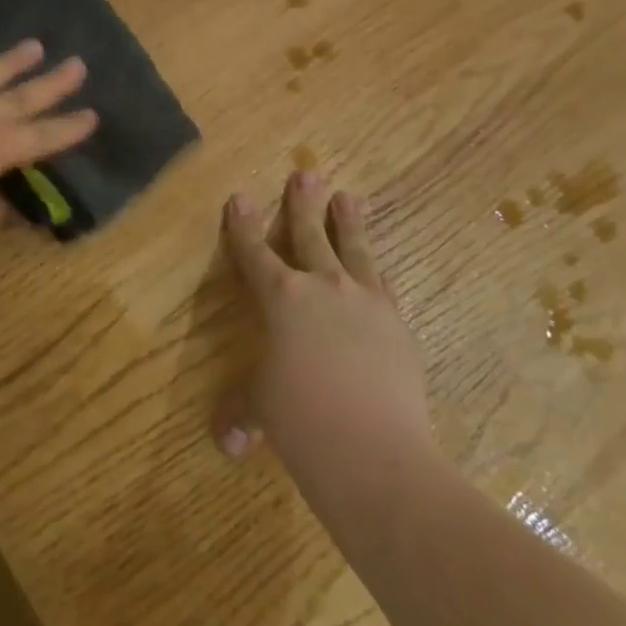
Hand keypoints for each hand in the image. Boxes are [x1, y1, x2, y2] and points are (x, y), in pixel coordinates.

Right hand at [214, 172, 432, 485]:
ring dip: (348, 222)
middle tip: (306, 174)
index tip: (240, 197)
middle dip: (303, 204)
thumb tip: (226, 442)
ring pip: (354, 250)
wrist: (375, 452)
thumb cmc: (301, 422)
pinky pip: (383, 286)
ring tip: (349, 196)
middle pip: (309, 235)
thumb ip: (242, 413)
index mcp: (281, 297)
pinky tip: (377, 271)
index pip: (254, 252)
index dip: (244, 226)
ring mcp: (366, 302)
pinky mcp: (398, 325)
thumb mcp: (262, 410)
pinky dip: (375, 273)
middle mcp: (323, 286)